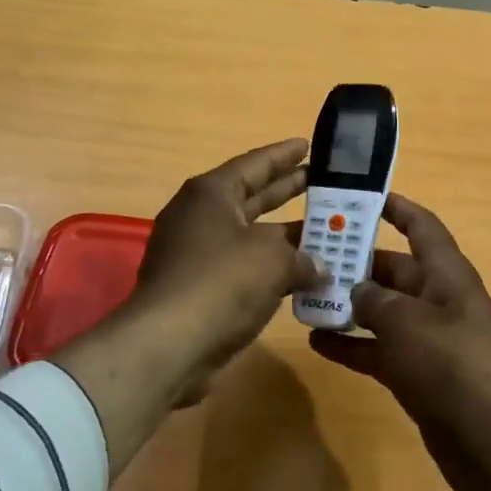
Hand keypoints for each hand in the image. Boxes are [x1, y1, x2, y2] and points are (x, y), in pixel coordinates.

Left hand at [132, 137, 320, 387]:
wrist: (168, 345)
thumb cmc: (221, 282)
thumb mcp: (272, 260)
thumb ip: (302, 257)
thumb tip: (319, 267)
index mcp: (211, 194)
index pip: (254, 164)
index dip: (283, 155)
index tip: (309, 145)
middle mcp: (199, 217)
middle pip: (251, 197)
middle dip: (286, 191)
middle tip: (322, 183)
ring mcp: (195, 255)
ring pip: (249, 236)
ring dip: (284, 237)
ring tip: (323, 232)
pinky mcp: (198, 290)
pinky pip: (243, 269)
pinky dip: (270, 269)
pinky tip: (302, 277)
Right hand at [309, 193, 490, 490]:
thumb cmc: (450, 363)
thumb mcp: (406, 321)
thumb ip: (374, 299)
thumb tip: (357, 291)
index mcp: (446, 274)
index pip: (420, 226)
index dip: (395, 208)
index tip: (361, 198)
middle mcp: (438, 299)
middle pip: (394, 269)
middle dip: (356, 262)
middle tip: (312, 256)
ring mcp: (429, 339)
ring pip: (383, 311)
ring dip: (349, 305)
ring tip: (307, 298)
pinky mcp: (419, 374)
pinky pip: (380, 349)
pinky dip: (352, 345)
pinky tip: (317, 342)